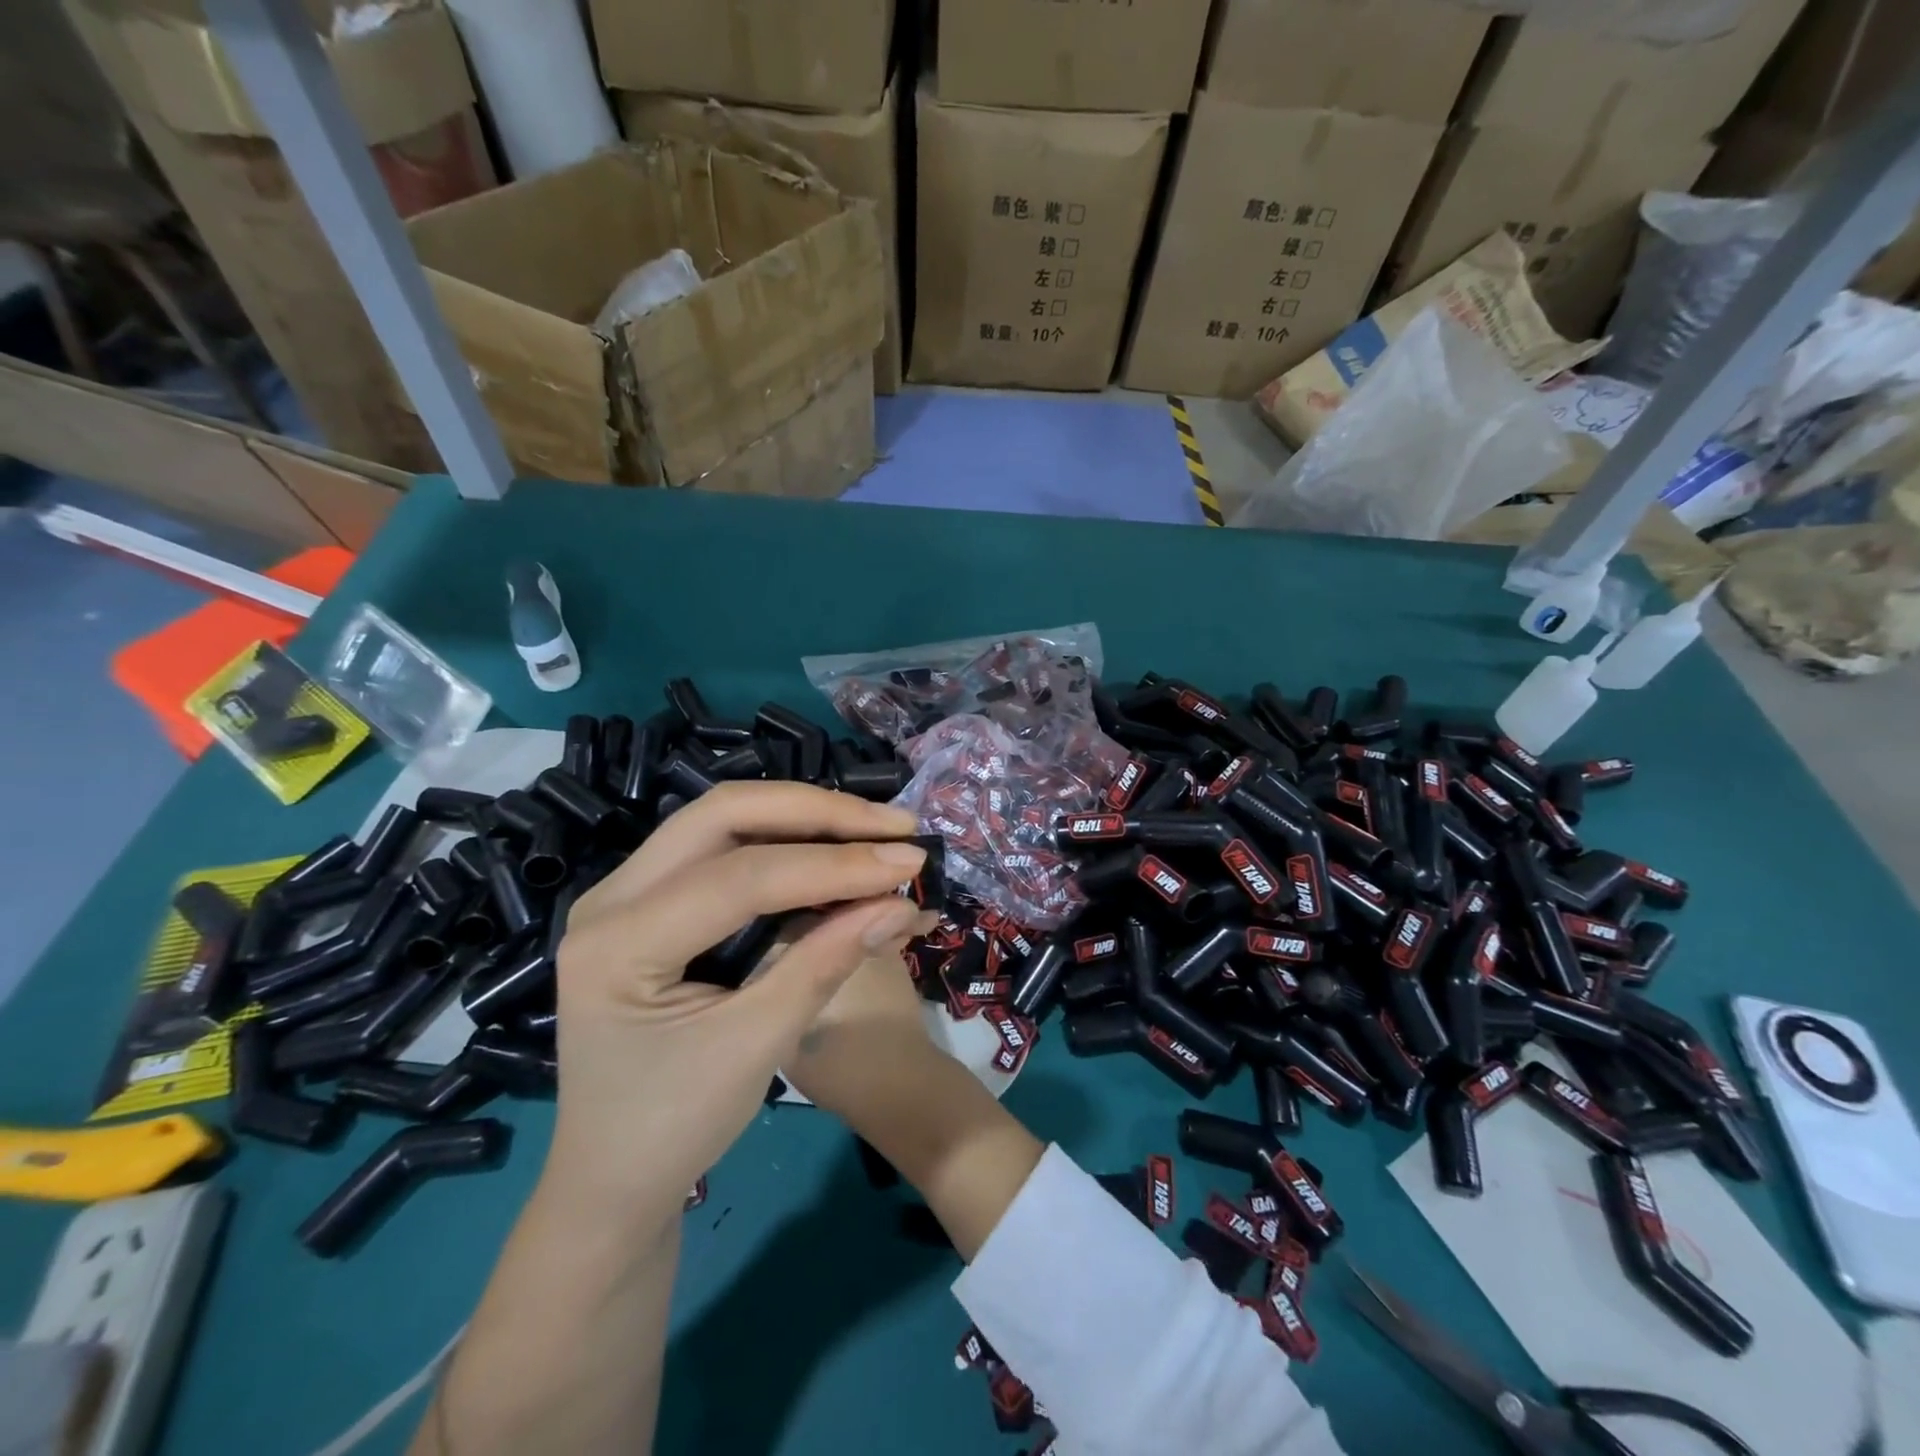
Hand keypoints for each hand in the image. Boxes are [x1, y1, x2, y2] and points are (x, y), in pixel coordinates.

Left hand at [544, 782, 935, 1225]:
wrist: (612, 1179)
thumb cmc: (674, 1127)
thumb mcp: (756, 1047)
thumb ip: (825, 961)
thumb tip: (898, 900)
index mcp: (618, 941)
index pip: (741, 876)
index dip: (833, 865)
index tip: (909, 862)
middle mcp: (612, 895)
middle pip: (724, 814)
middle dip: (817, 813)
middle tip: (892, 826)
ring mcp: (627, 891)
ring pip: (725, 820)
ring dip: (805, 818)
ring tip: (875, 830)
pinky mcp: (653, 899)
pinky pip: (724, 847)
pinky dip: (786, 842)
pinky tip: (834, 850)